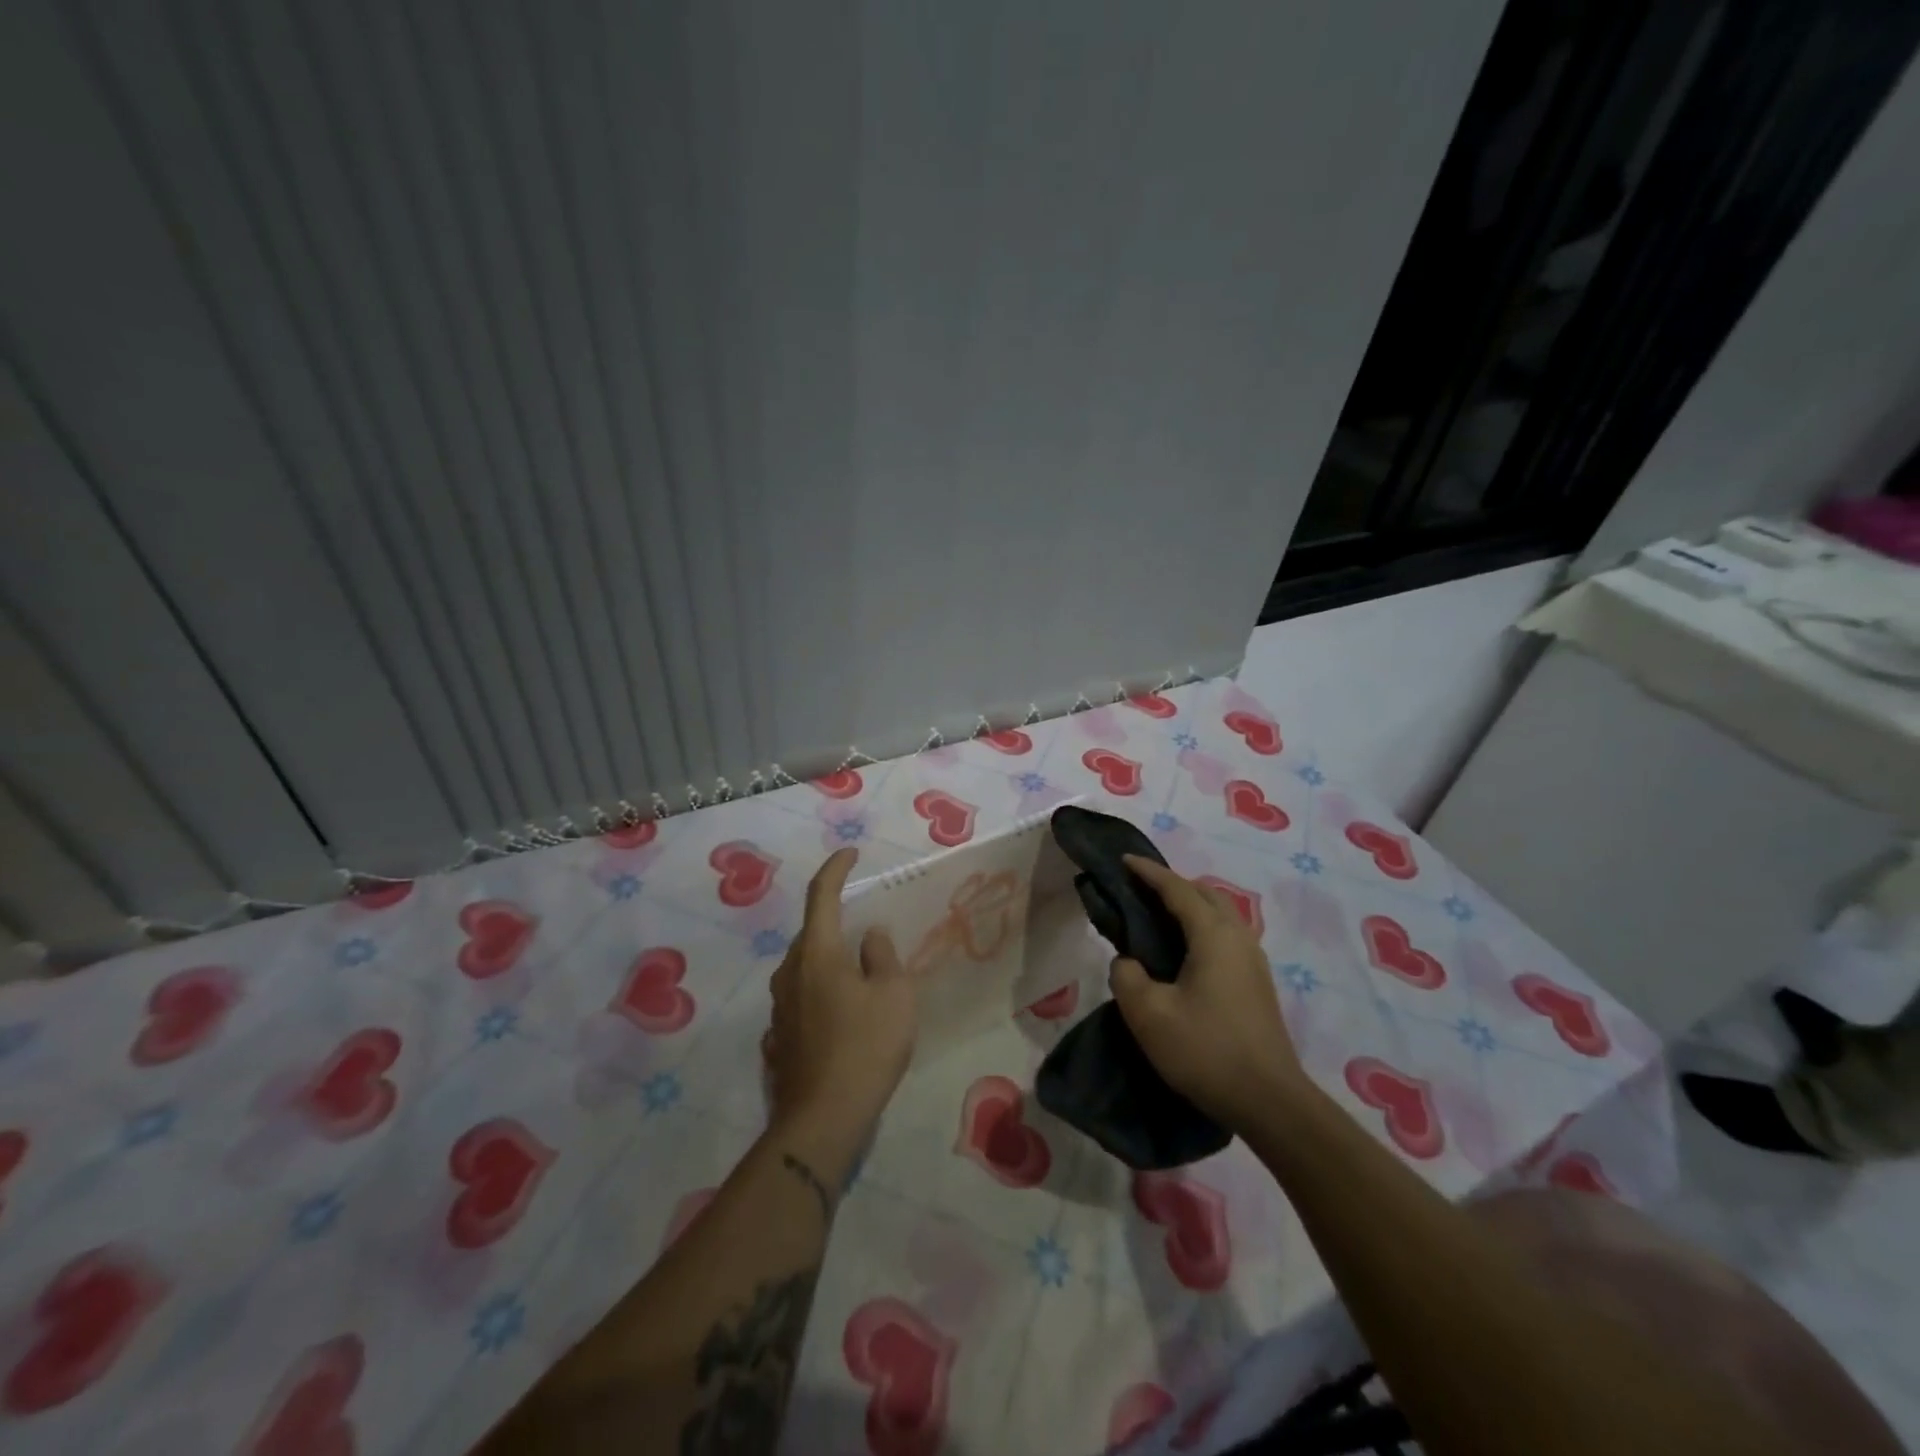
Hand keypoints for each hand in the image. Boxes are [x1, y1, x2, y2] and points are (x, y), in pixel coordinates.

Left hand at [763, 848, 918, 1157]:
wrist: (822, 1119)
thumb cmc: (865, 1047)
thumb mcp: (893, 994)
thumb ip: (882, 956)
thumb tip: (869, 936)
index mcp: (817, 954)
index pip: (821, 895)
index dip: (836, 869)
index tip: (850, 853)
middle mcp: (790, 973)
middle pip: (812, 934)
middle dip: (836, 923)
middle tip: (866, 930)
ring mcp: (779, 1007)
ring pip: (805, 967)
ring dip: (829, 960)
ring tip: (858, 974)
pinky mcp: (779, 1037)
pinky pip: (802, 998)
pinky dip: (822, 992)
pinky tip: (841, 1014)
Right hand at [1108, 855, 1309, 1132]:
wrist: (1270, 1102)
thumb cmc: (1206, 1051)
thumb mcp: (1148, 1014)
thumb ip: (1126, 975)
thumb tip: (1129, 962)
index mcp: (1213, 934)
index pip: (1176, 888)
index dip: (1148, 872)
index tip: (1122, 860)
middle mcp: (1238, 936)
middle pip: (1204, 894)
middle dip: (1170, 884)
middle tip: (1137, 890)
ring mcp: (1253, 959)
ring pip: (1218, 914)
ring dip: (1188, 906)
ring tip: (1155, 917)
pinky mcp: (1257, 982)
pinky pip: (1224, 935)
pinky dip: (1199, 927)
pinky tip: (1182, 952)